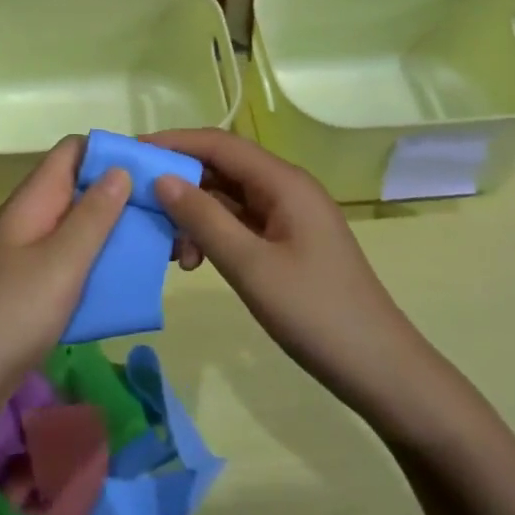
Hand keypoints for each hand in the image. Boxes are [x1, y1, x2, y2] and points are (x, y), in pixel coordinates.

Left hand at [0, 134, 130, 421]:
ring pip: (80, 225)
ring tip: (157, 244)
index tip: (150, 169)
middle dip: (121, 194)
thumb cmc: (13, 313)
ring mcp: (31, 251)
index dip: (110, 151)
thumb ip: (94, 215)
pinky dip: (100, 261)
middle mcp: (33, 216)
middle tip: (165, 212)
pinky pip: (74, 259)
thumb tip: (121, 168)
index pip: (73, 151)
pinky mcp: (34, 285)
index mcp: (35, 199)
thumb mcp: (62, 261)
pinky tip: (127, 279)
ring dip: (114, 230)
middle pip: (81, 187)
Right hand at [145, 128, 420, 409]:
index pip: (219, 144)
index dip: (174, 142)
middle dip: (181, 183)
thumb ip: (204, 219)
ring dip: (195, 215)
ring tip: (172, 250)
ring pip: (229, 198)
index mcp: (284, 181)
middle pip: (222, 168)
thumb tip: (161, 179)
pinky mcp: (288, 242)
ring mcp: (289, 216)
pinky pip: (241, 223)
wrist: (382, 372)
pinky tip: (196, 261)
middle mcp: (286, 188)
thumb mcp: (251, 267)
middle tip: (141, 206)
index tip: (132, 151)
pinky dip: (214, 234)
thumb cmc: (317, 314)